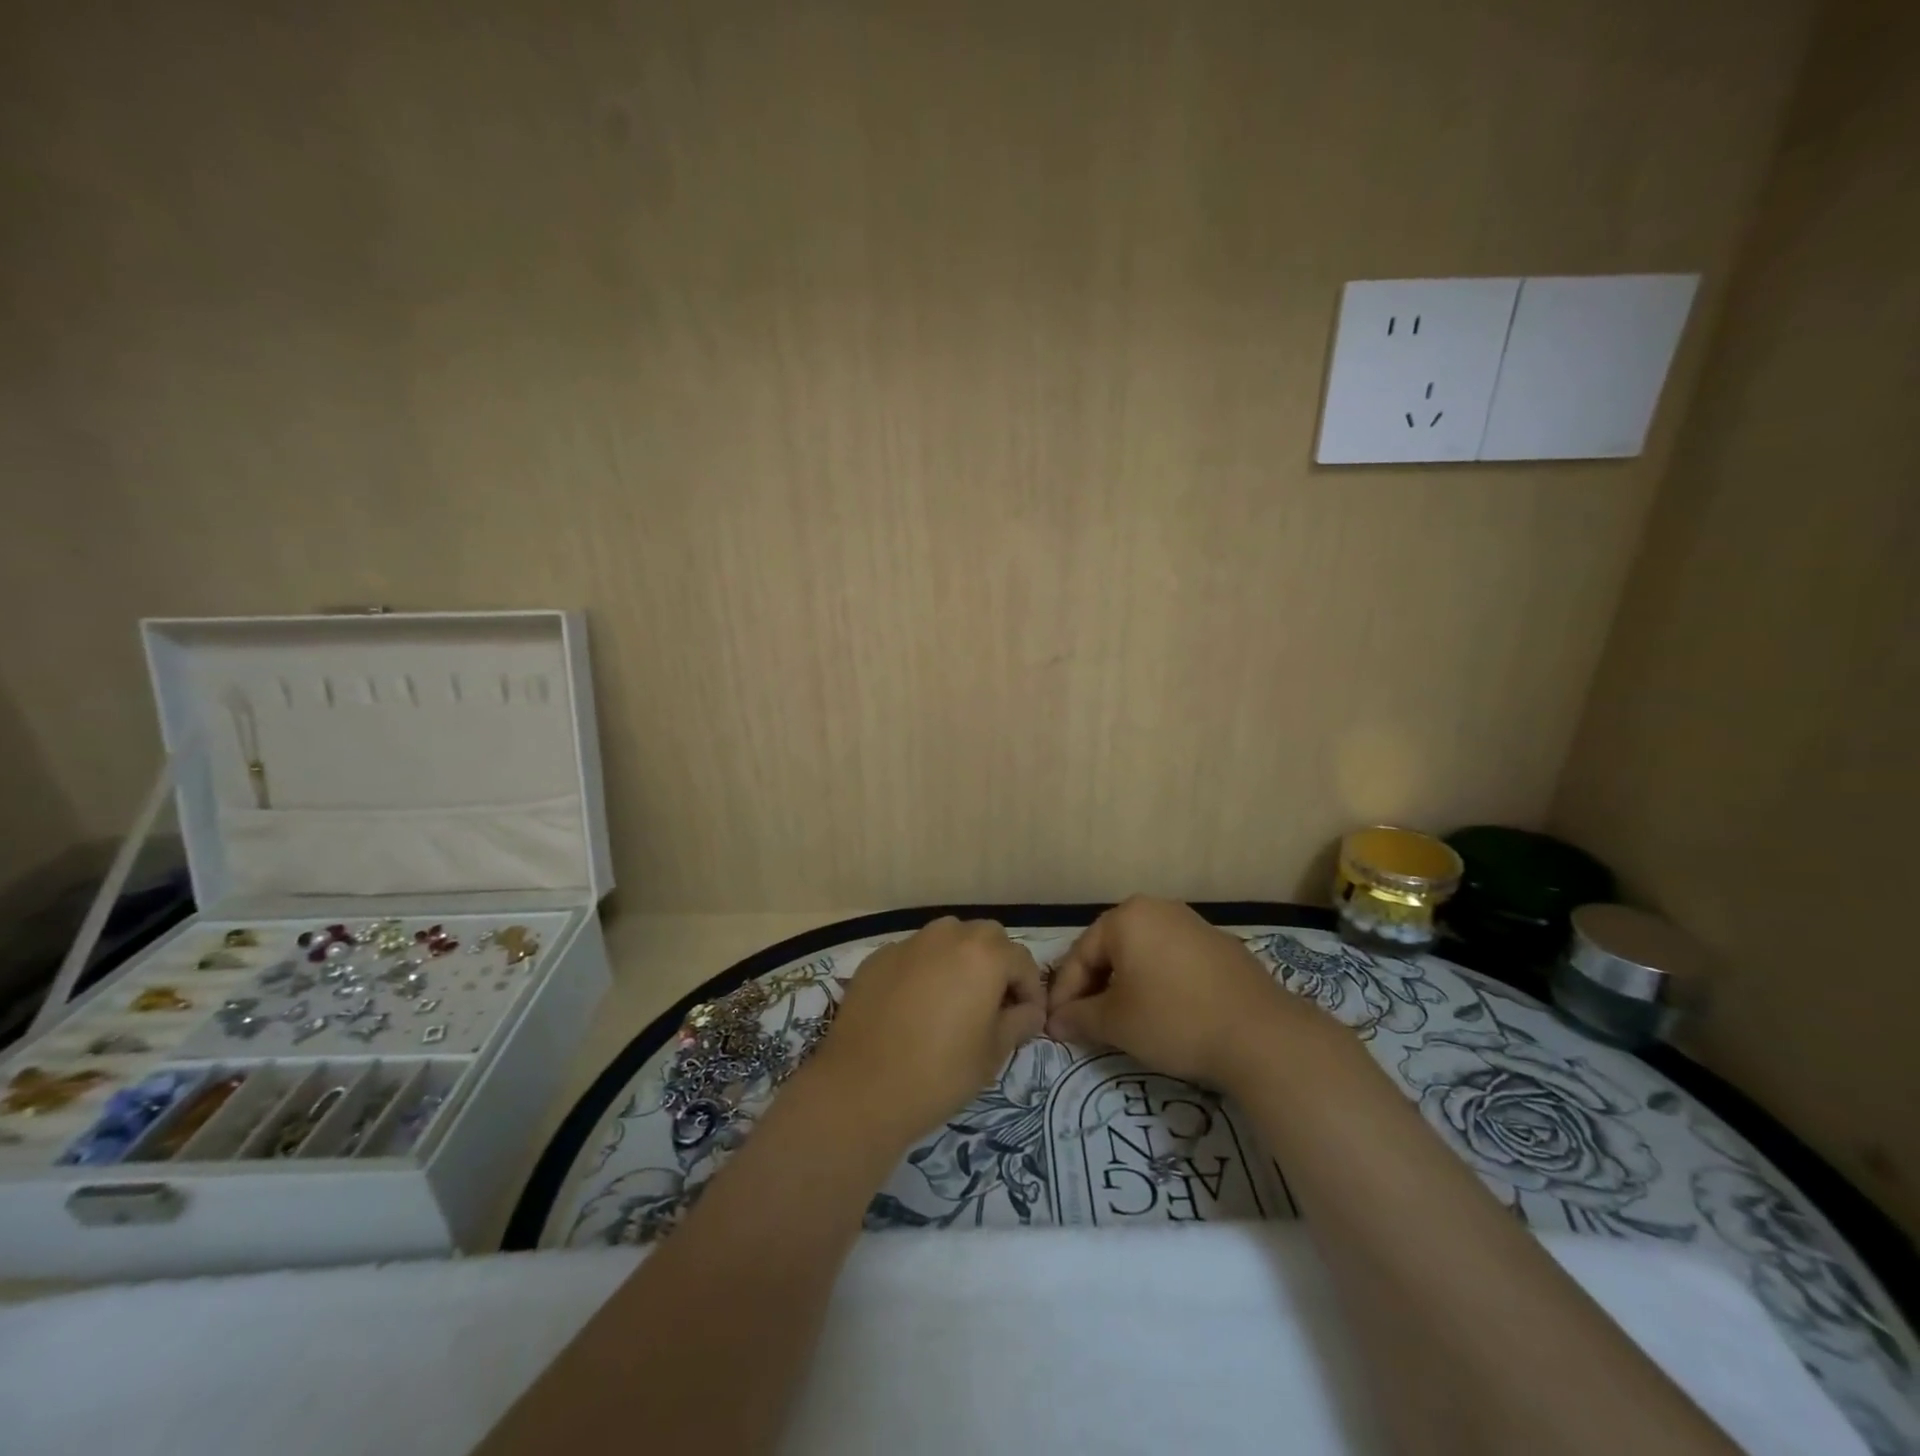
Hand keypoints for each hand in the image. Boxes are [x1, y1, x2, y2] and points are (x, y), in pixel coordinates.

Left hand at [804, 917, 1044, 1149]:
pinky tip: (915, 1005)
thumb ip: (1019, 1022)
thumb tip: (1028, 1010)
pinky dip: (924, 969)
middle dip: (997, 964)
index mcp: (983, 955)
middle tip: (993, 1003)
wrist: (862, 1089)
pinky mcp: (877, 958)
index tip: (1026, 1018)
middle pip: (985, 937)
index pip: (1022, 960)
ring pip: (947, 937)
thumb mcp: (993, 1054)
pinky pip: (913, 954)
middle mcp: (947, 936)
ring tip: (954, 998)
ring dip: (960, 959)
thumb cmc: (940, 1073)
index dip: (1030, 989)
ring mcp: (908, 943)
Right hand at [1047, 896, 1319, 1087]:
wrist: (1261, 1035)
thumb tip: (1054, 1022)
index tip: (1056, 1026)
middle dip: (1094, 986)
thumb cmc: (1175, 1020)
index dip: (1064, 993)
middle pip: (1111, 949)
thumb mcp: (1117, 1023)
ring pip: (1142, 953)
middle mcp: (1158, 909)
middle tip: (1085, 1022)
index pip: (1080, 954)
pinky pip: (1173, 960)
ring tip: (1122, 1019)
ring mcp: (1193, 924)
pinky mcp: (1220, 946)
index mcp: (1126, 917)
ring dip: (1125, 984)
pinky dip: (1158, 982)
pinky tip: (1163, 1012)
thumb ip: (1079, 1018)